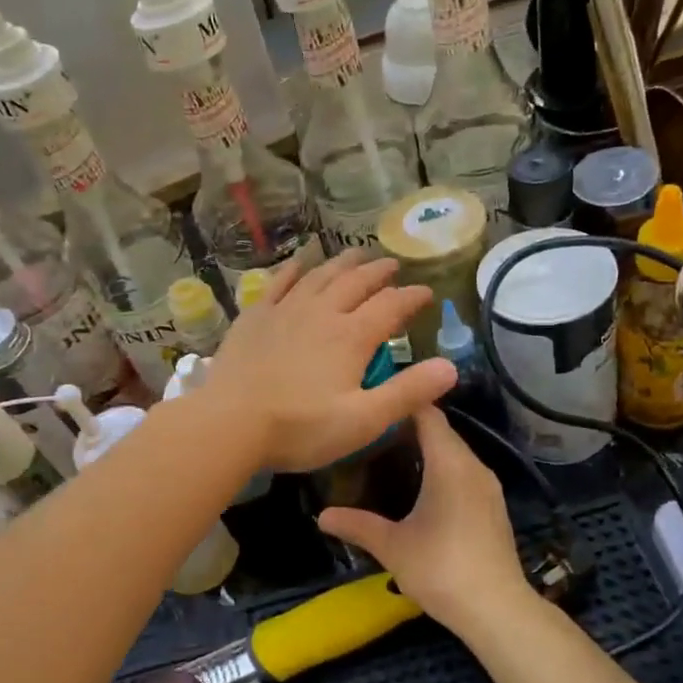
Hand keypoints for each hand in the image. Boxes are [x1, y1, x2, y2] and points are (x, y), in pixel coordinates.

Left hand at [208, 250, 456, 473]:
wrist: (230, 424)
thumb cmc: (300, 428)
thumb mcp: (363, 420)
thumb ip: (407, 393)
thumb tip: (451, 367)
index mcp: (351, 337)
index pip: (391, 306)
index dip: (412, 297)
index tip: (427, 292)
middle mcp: (321, 313)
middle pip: (356, 282)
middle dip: (378, 272)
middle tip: (392, 264)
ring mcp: (285, 311)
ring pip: (320, 276)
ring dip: (342, 263)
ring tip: (356, 254)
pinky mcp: (255, 317)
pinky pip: (279, 283)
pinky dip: (294, 269)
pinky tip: (300, 262)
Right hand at [317, 407, 532, 639]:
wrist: (497, 610)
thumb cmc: (441, 568)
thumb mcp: (392, 546)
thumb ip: (357, 525)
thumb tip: (321, 516)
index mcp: (450, 463)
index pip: (428, 414)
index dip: (402, 403)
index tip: (374, 402)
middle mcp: (474, 465)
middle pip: (442, 431)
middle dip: (409, 427)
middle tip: (372, 431)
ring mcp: (488, 486)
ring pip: (455, 452)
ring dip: (428, 449)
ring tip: (390, 455)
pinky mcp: (494, 506)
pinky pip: (465, 472)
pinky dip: (443, 469)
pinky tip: (421, 487)